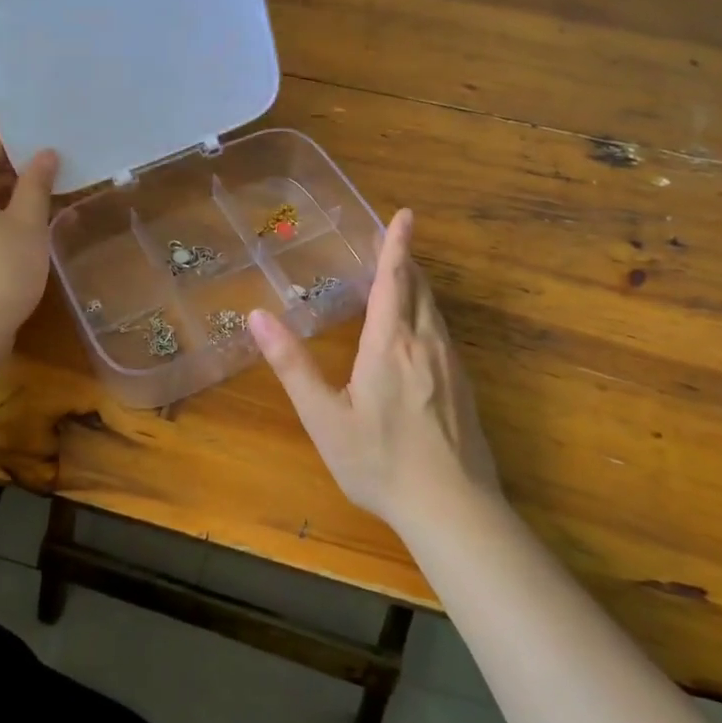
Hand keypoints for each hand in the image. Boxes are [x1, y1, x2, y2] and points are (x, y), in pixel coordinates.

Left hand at [0, 135, 58, 351]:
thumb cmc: (1, 269)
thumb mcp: (28, 223)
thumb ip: (36, 184)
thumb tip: (45, 154)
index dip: (12, 146)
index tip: (45, 153)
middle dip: (12, 173)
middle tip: (51, 177)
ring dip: (5, 198)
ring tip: (43, 204)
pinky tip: (23, 234)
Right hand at [248, 209, 500, 531]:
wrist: (452, 508)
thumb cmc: (379, 462)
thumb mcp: (324, 417)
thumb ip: (292, 365)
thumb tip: (257, 316)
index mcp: (390, 344)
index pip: (394, 280)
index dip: (397, 244)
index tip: (404, 214)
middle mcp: (425, 344)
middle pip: (420, 288)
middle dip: (406, 261)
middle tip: (392, 242)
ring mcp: (450, 365)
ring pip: (436, 311)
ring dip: (419, 287)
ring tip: (402, 278)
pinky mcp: (464, 387)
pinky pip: (444, 334)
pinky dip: (429, 315)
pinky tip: (419, 335)